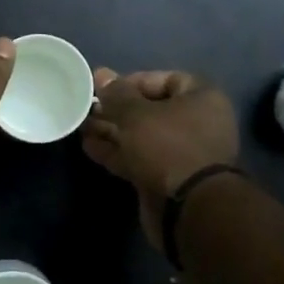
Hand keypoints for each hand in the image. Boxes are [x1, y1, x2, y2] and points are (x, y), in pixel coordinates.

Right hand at [82, 68, 240, 247]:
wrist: (187, 208)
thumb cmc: (167, 147)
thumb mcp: (136, 115)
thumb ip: (117, 95)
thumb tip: (101, 74)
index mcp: (201, 99)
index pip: (167, 79)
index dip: (134, 81)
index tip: (107, 89)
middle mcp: (195, 123)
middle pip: (151, 109)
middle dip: (117, 109)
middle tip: (87, 108)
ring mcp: (180, 153)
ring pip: (141, 136)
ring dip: (112, 131)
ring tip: (81, 126)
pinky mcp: (166, 178)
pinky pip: (138, 158)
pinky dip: (116, 152)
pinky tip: (88, 147)